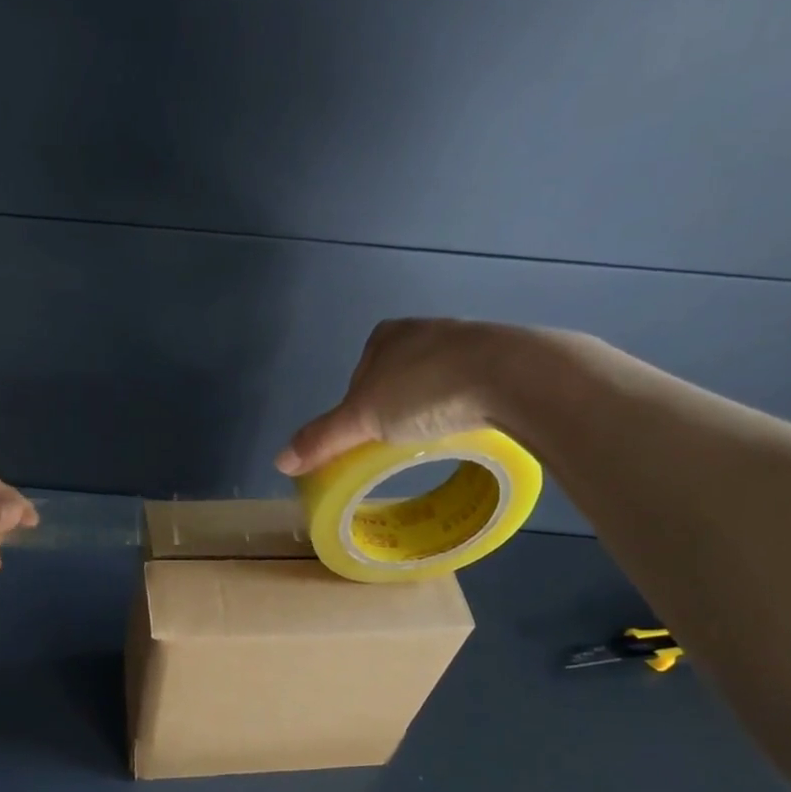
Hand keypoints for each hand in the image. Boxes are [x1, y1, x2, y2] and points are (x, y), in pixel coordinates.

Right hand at [276, 319, 527, 475]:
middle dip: (395, 410)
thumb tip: (279, 461)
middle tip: (401, 442)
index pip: (358, 378)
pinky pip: (470, 387)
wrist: (511, 375)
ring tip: (436, 436)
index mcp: (386, 336)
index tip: (368, 437)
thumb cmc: (425, 389)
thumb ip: (322, 438)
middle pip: (394, 380)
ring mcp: (467, 341)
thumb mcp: (362, 419)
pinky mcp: (502, 359)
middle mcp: (424, 330)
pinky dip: (464, 407)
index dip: (357, 411)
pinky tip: (468, 424)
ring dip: (431, 408)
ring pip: (434, 383)